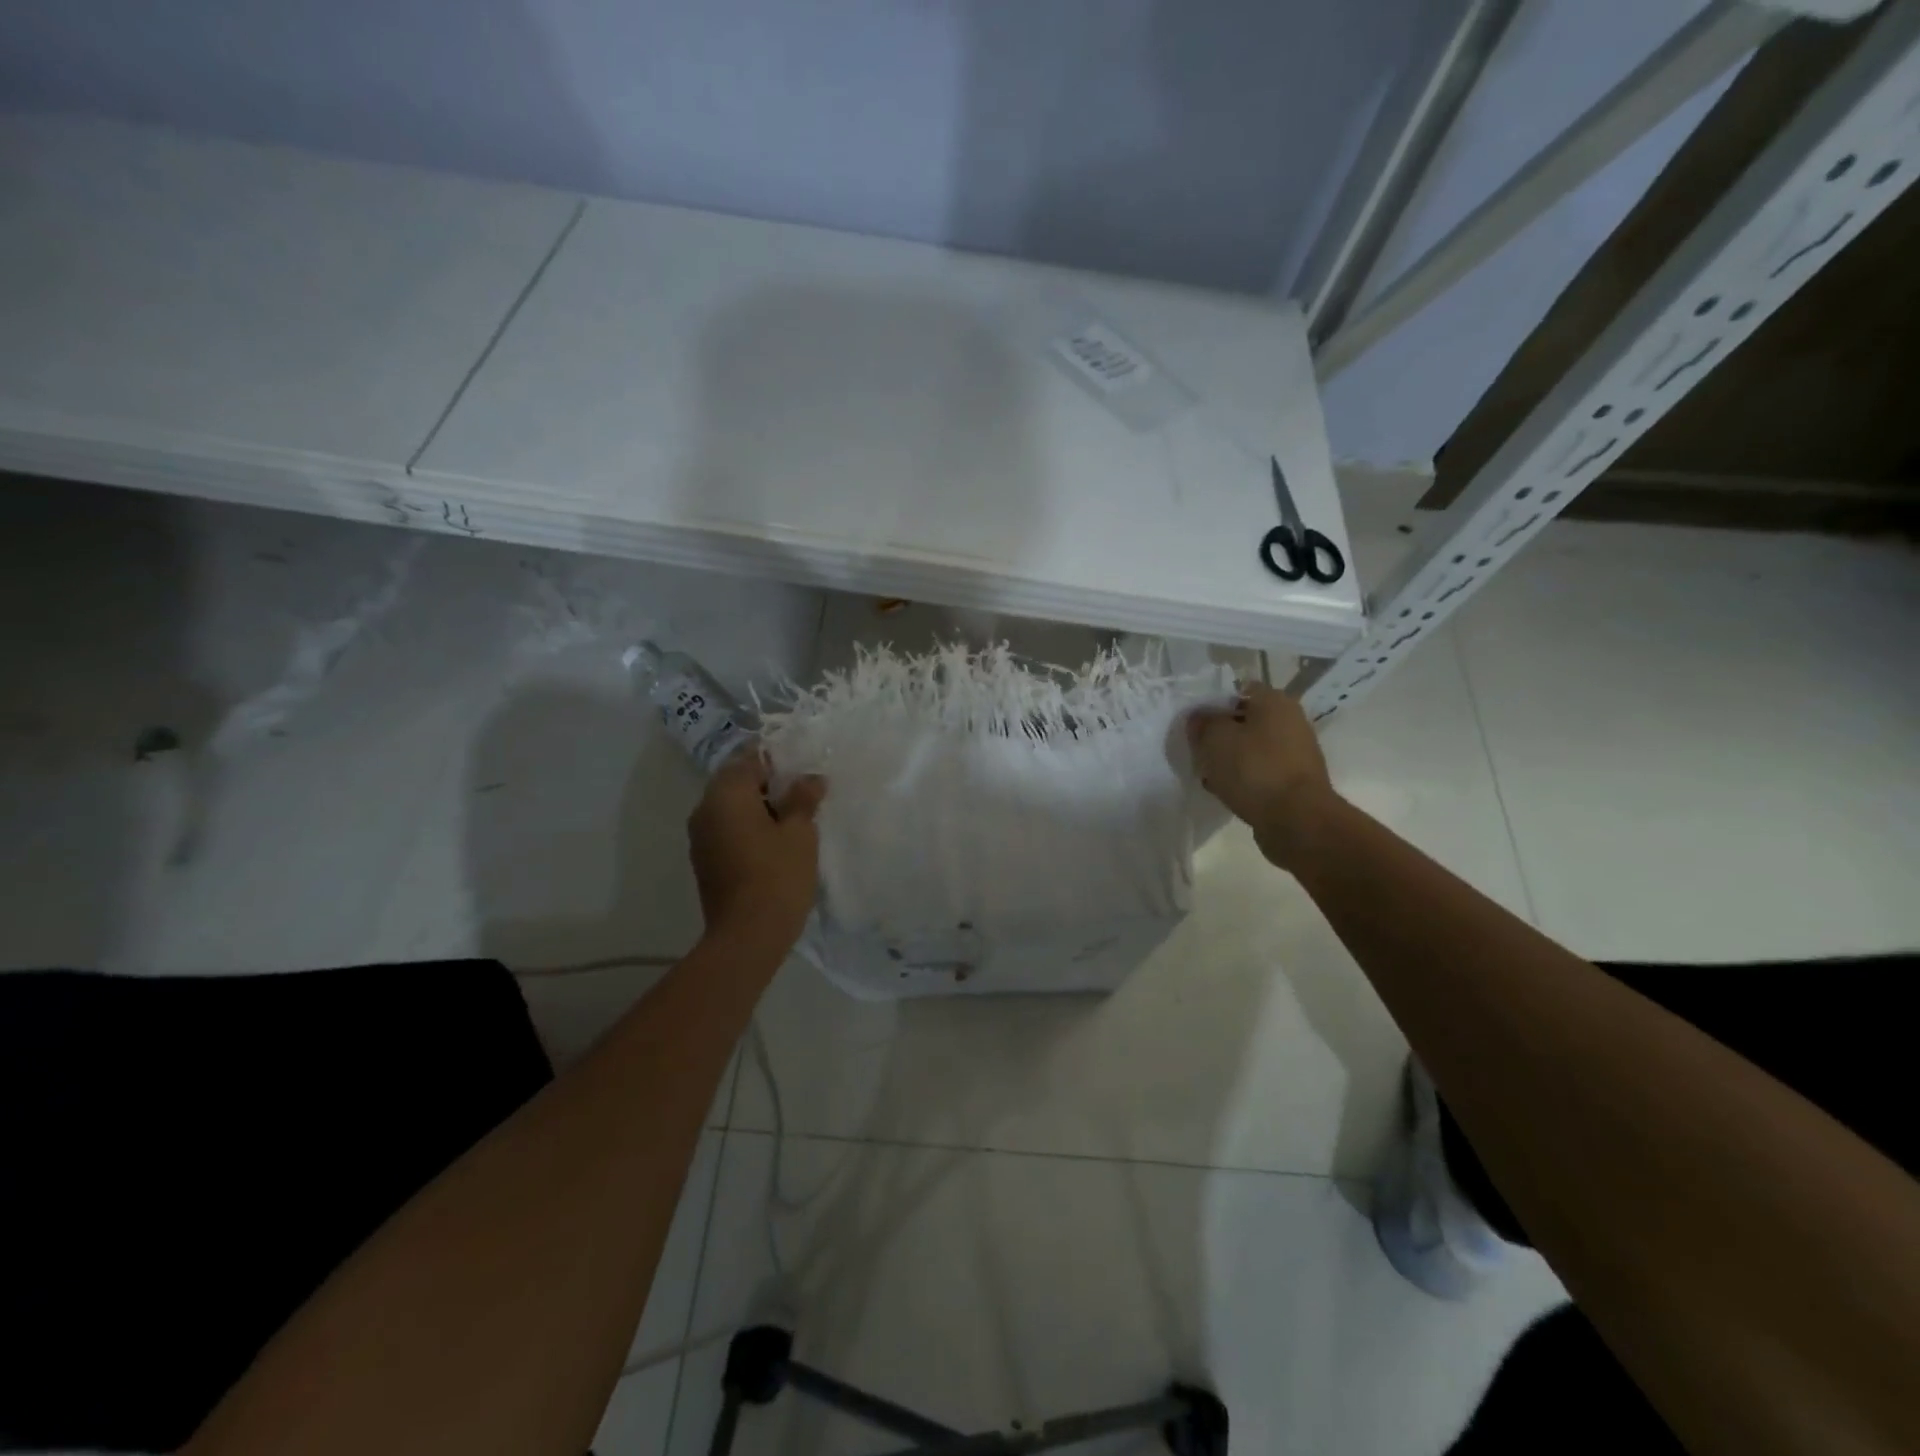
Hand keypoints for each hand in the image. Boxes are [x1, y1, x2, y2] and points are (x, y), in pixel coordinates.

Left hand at [686, 749, 826, 962]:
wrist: (747, 935)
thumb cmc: (777, 875)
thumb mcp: (800, 832)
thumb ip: (803, 799)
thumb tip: (810, 778)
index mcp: (725, 794)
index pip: (749, 759)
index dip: (777, 759)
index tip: (802, 768)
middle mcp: (705, 809)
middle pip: (736, 781)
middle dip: (767, 783)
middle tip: (801, 793)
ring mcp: (700, 837)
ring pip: (730, 807)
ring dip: (757, 806)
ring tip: (792, 818)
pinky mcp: (705, 860)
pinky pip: (727, 829)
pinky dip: (748, 827)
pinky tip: (774, 841)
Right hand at [1186, 682, 1337, 868]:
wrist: (1296, 820)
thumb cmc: (1254, 769)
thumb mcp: (1214, 738)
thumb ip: (1202, 722)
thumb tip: (1199, 718)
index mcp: (1275, 701)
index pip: (1238, 690)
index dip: (1213, 704)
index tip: (1195, 724)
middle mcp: (1291, 721)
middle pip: (1245, 721)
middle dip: (1220, 735)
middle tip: (1199, 751)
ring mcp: (1296, 753)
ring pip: (1252, 749)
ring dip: (1230, 760)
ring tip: (1209, 775)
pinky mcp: (1295, 781)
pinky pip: (1261, 773)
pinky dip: (1244, 779)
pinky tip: (1227, 792)